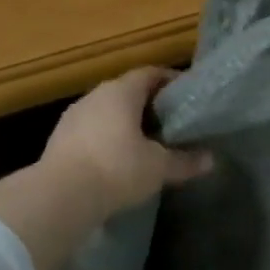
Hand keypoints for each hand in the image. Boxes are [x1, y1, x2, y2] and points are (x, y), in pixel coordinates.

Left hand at [39, 66, 214, 220]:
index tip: (185, 93)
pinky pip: (91, 129)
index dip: (169, 80)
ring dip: (125, 121)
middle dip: (148, 103)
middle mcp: (96, 95)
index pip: (150, 73)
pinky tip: (116, 158)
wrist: (59, 196)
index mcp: (122, 92)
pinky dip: (106, 137)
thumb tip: (210, 160)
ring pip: (106, 110)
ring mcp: (74, 115)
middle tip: (170, 120)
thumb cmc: (116, 169)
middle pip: (127, 91)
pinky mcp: (59, 138)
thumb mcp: (158, 168)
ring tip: (145, 141)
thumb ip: (184, 161)